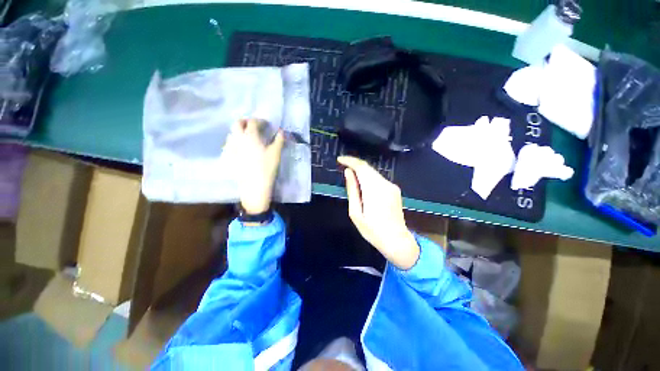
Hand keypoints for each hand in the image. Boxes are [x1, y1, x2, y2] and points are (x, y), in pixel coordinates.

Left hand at [224, 119, 283, 213]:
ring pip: (232, 133)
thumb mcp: (276, 153)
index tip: (266, 125)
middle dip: (246, 122)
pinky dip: (235, 141)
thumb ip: (279, 140)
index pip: (253, 122)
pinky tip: (240, 148)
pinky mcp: (228, 156)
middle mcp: (238, 138)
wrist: (254, 184)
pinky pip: (229, 144)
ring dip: (239, 131)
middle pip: (237, 123)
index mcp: (250, 135)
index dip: (260, 121)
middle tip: (254, 126)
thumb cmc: (267, 167)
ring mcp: (231, 147)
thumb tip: (281, 131)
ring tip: (247, 137)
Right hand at [338, 156, 419, 269]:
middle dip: (355, 164)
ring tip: (350, 175)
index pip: (362, 167)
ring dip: (361, 171)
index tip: (339, 159)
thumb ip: (352, 190)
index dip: (350, 160)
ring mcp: (392, 186)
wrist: (397, 241)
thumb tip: (348, 172)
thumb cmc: (372, 230)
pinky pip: (379, 179)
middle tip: (343, 165)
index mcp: (374, 190)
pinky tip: (363, 184)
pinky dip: (369, 177)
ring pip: (373, 172)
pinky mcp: (395, 190)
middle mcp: (385, 184)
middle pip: (368, 168)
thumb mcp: (356, 213)